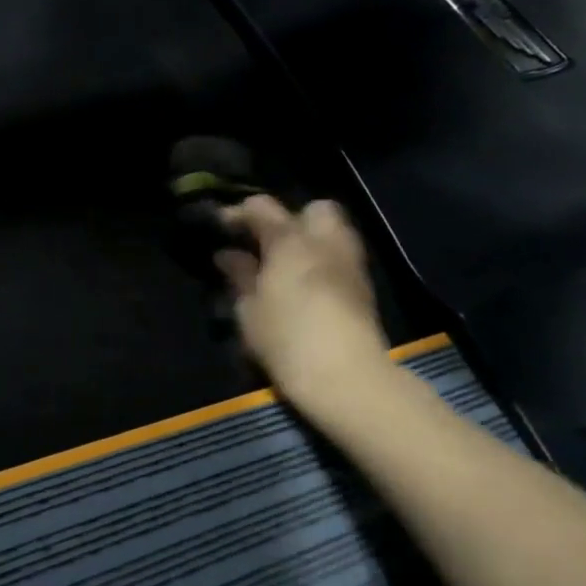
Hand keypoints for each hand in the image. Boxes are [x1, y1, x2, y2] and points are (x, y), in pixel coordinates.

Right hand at [215, 197, 390, 398]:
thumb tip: (228, 255)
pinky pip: (341, 259)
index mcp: (290, 241)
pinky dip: (323, 263)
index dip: (238, 213)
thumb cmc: (286, 339)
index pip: (262, 207)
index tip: (221, 227)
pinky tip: (305, 287)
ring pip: (334, 232)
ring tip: (286, 266)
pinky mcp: (364, 288)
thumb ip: (239, 276)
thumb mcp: (249, 309)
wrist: (347, 378)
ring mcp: (350, 263)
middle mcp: (325, 242)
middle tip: (267, 244)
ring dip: (310, 240)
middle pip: (314, 209)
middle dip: (291, 218)